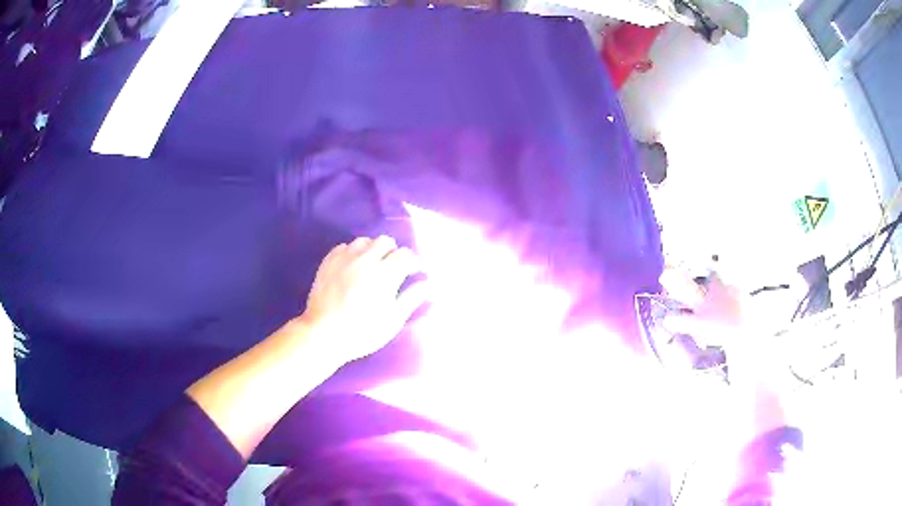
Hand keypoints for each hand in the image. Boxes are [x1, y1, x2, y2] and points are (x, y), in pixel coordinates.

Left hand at [300, 236, 427, 364]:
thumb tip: (427, 283)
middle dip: (393, 252)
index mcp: (385, 273)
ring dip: (372, 250)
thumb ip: (411, 298)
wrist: (323, 334)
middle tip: (392, 269)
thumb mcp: (392, 320)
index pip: (406, 255)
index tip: (413, 272)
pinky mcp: (328, 261)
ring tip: (371, 266)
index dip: (413, 262)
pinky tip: (352, 267)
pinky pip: (344, 247)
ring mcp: (344, 258)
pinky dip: (353, 253)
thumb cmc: (362, 331)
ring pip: (364, 241)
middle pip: (385, 241)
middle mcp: (365, 259)